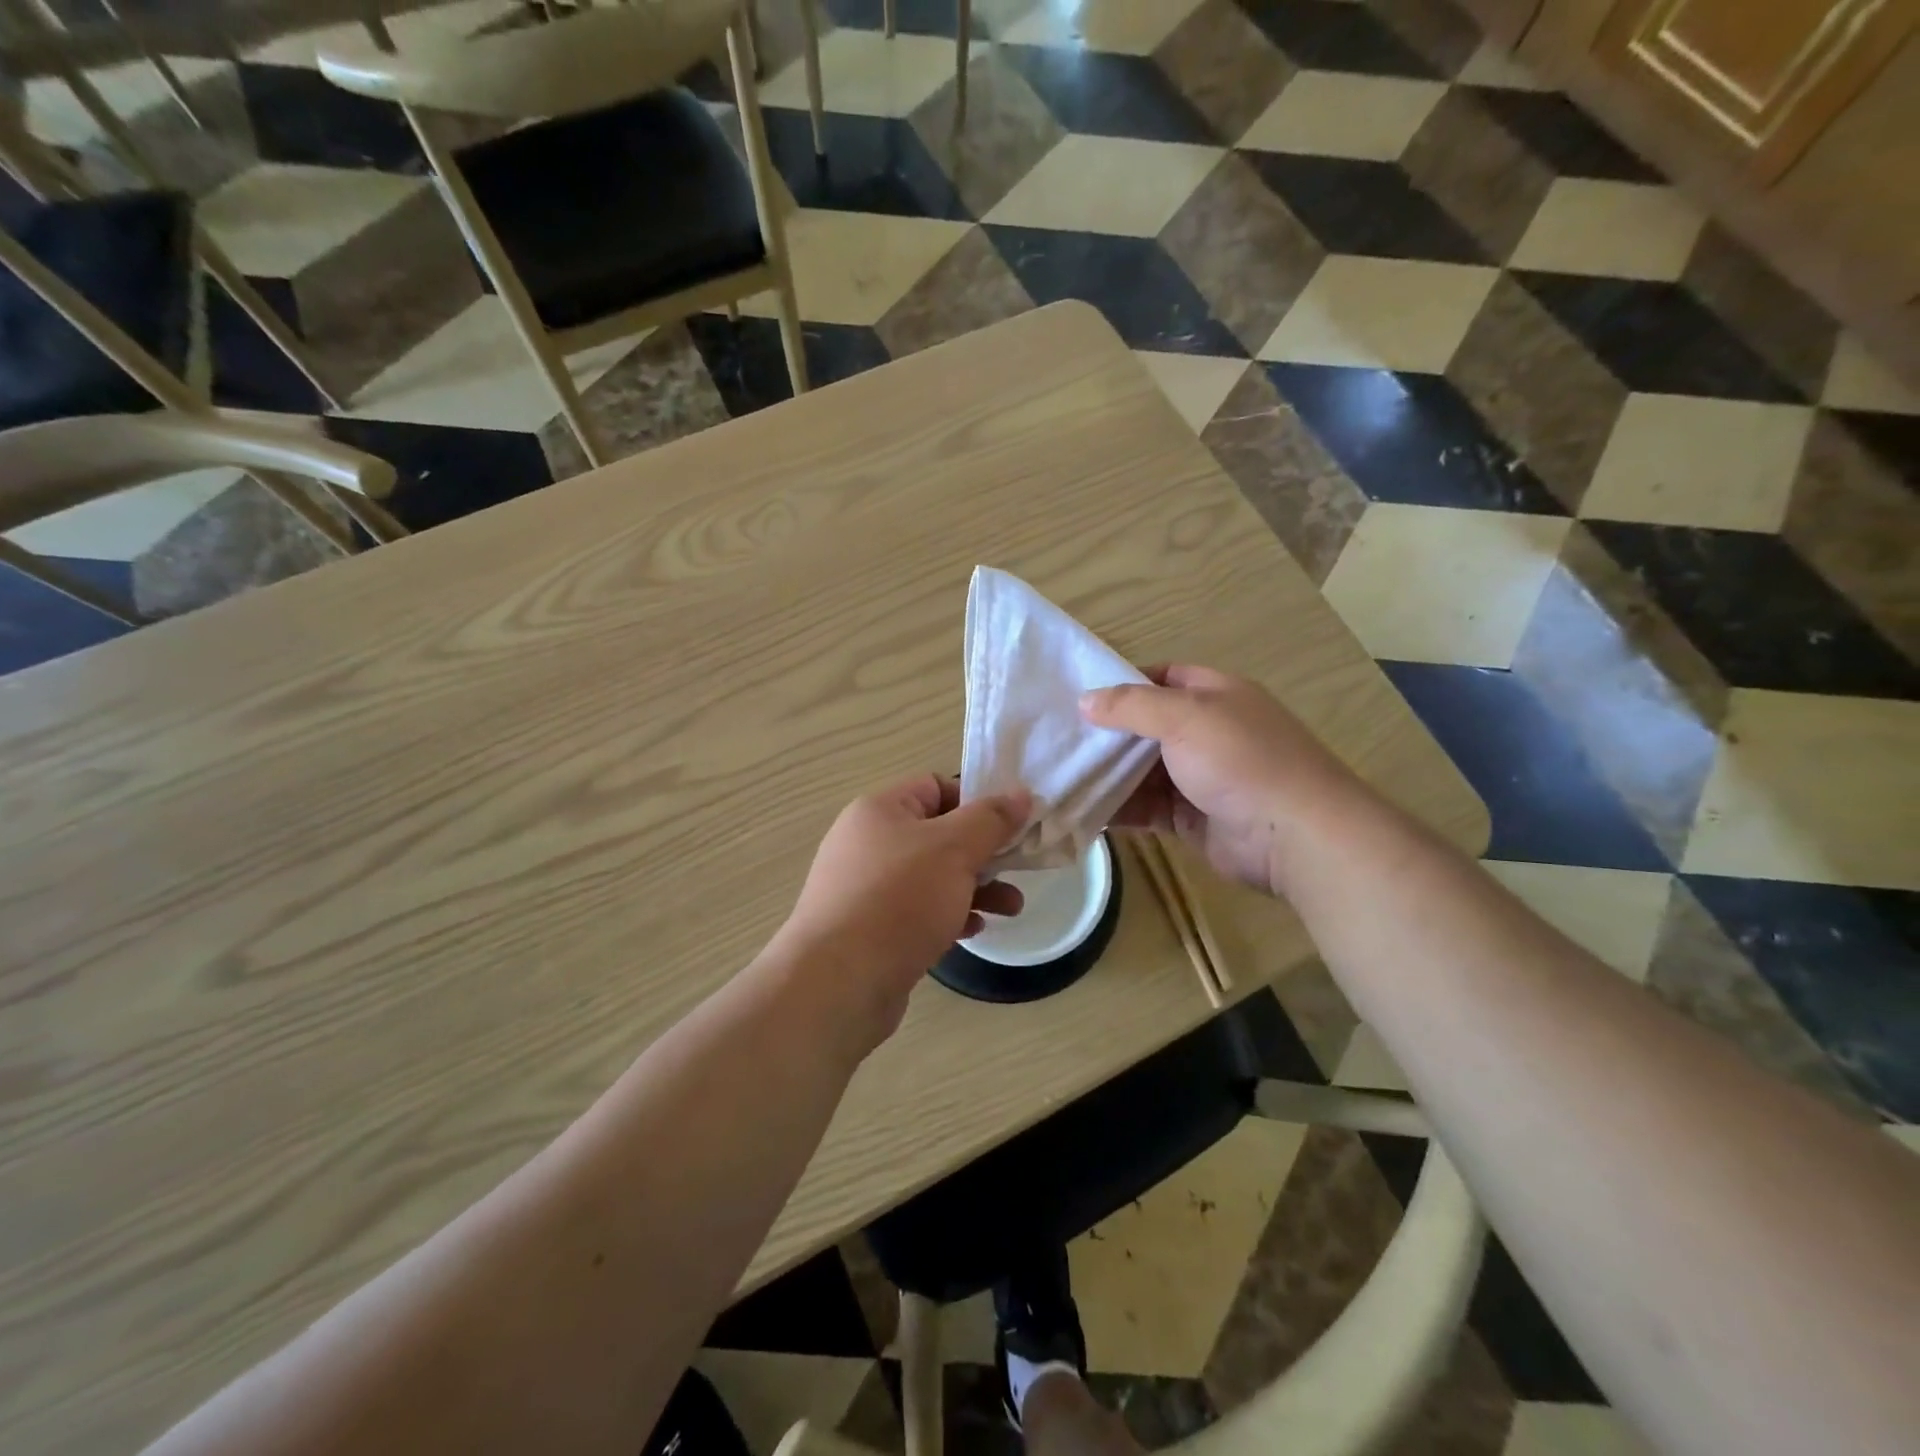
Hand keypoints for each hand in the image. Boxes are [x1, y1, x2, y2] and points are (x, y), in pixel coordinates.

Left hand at [769, 775, 1029, 1045]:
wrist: (838, 983)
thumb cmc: (898, 900)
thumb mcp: (954, 849)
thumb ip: (991, 819)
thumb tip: (1020, 794)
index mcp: (879, 810)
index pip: (935, 787)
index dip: (975, 801)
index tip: (1010, 826)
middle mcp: (868, 843)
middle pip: (938, 835)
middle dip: (983, 852)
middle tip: (1018, 869)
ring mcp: (866, 889)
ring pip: (932, 877)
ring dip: (974, 888)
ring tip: (1012, 908)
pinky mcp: (870, 930)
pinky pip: (917, 912)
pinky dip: (948, 916)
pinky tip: (972, 931)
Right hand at [1080, 665, 1367, 896]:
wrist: (1294, 835)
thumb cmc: (1241, 760)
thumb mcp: (1184, 717)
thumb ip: (1131, 706)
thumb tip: (1084, 701)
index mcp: (1214, 695)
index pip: (1161, 677)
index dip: (1121, 683)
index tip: (1078, 695)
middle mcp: (1206, 732)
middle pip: (1146, 726)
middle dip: (1106, 733)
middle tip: (1057, 738)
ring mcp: (1199, 776)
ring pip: (1141, 770)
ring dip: (1106, 773)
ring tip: (1057, 775)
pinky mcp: (1190, 816)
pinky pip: (1145, 807)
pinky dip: (1117, 808)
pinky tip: (1082, 810)